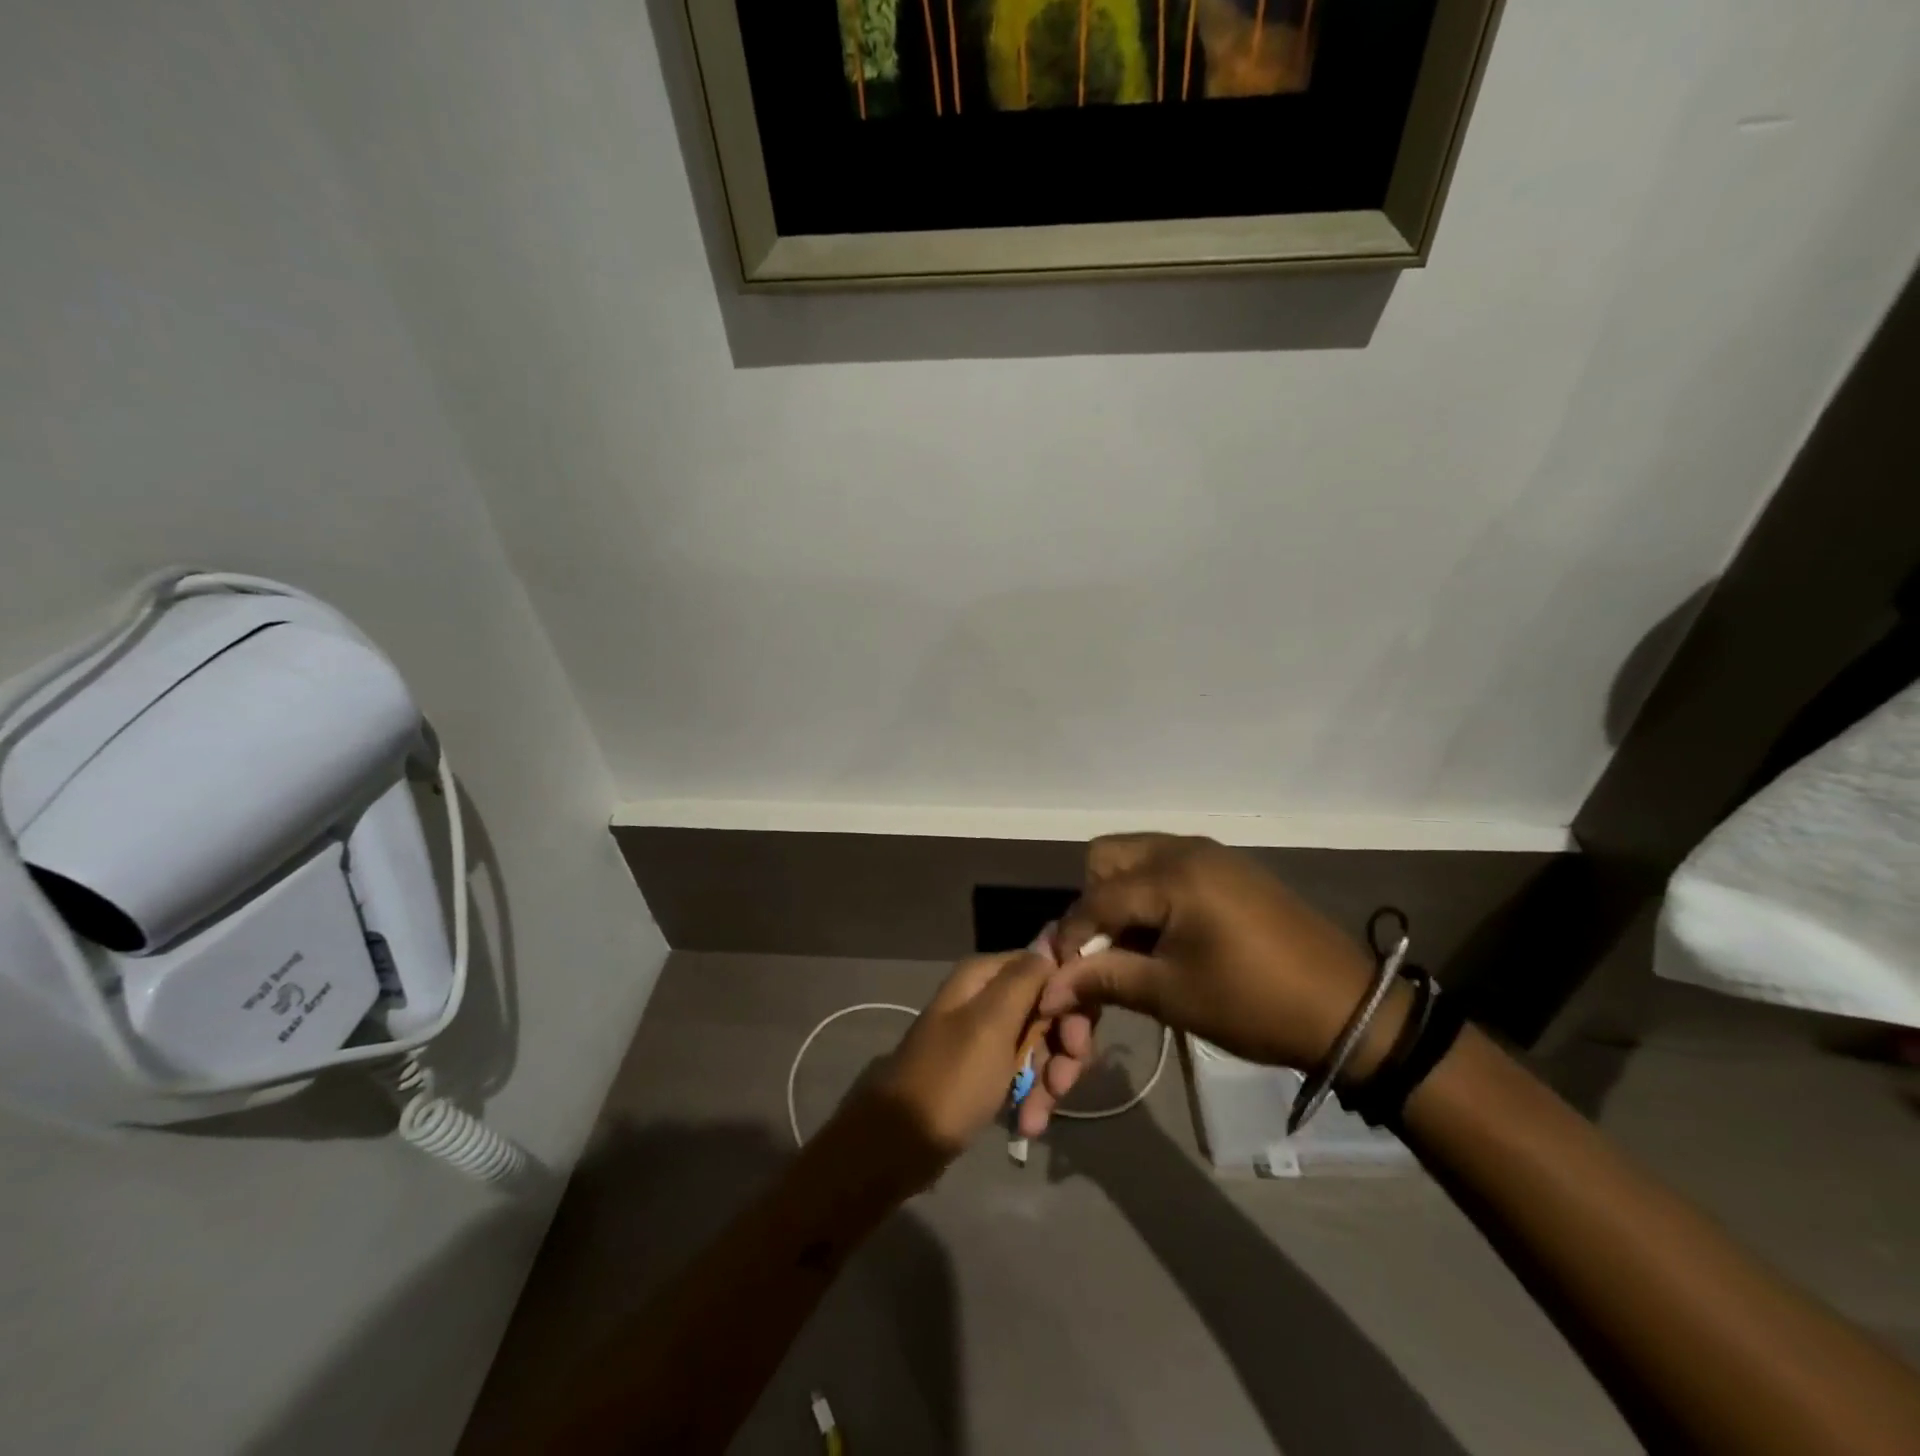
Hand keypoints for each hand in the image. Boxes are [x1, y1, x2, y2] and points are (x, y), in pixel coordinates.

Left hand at [847, 949, 1054, 1187]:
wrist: (900, 1143)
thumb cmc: (951, 1078)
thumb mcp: (991, 1024)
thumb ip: (1025, 980)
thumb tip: (1051, 945)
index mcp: (985, 976)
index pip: (1048, 969)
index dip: (1072, 1002)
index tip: (1077, 1041)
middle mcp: (987, 996)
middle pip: (1050, 1010)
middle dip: (1063, 1050)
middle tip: (1062, 1085)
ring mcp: (987, 1034)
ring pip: (1042, 1045)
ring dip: (1048, 1081)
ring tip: (1035, 1118)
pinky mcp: (987, 1068)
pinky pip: (1025, 1072)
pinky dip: (1032, 1096)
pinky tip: (1027, 1124)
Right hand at [1026, 836, 1376, 1126]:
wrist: (1350, 1010)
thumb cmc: (1254, 1004)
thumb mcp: (1172, 995)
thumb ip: (1105, 980)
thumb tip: (1050, 989)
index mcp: (1172, 874)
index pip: (1096, 898)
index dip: (1072, 938)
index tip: (1062, 978)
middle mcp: (1186, 849)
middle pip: (1108, 856)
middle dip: (1093, 901)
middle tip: (1105, 950)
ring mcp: (1211, 854)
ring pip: (1137, 857)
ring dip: (1121, 896)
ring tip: (1134, 947)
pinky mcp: (1230, 869)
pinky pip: (1168, 865)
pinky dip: (1151, 893)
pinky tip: (1167, 935)